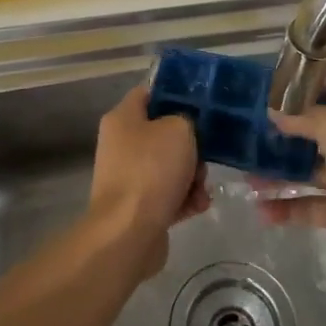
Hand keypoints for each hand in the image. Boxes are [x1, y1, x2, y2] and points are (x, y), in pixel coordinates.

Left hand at [89, 86, 207, 276]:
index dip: (175, 93)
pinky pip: (168, 194)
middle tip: (205, 155)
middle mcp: (121, 144)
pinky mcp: (137, 206)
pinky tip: (198, 206)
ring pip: (169, 166)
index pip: (149, 93)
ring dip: (192, 176)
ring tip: (202, 188)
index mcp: (123, 118)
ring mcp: (128, 176)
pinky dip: (184, 199)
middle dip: (191, 145)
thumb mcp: (178, 129)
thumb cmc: (152, 170)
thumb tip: (182, 131)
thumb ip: (186, 120)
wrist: (129, 232)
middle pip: (163, 134)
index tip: (201, 103)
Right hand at [260, 82, 325, 288]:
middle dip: (284, 131)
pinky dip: (285, 208)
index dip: (307, 88)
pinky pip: (308, 206)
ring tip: (245, 174)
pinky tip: (260, 210)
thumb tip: (274, 112)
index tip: (272, 91)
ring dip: (278, 172)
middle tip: (248, 132)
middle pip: (316, 130)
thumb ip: (305, 118)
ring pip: (307, 170)